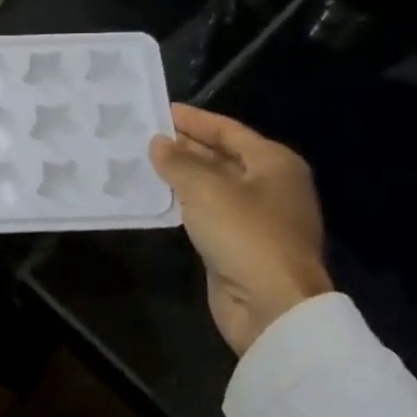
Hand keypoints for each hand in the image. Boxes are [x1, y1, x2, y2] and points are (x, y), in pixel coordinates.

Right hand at [148, 104, 332, 356]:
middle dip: (185, 146)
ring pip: (212, 186)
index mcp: (274, 163)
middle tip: (144, 135)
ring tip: (142, 162)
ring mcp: (256, 218)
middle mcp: (269, 186)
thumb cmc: (245, 234)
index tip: (159, 110)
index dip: (194, 119)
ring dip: (181, 175)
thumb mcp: (206, 189)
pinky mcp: (239, 245)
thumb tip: (158, 143)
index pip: (228, 130)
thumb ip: (179, 161)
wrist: (272, 306)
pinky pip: (207, 213)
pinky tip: (156, 198)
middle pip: (222, 156)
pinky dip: (184, 203)